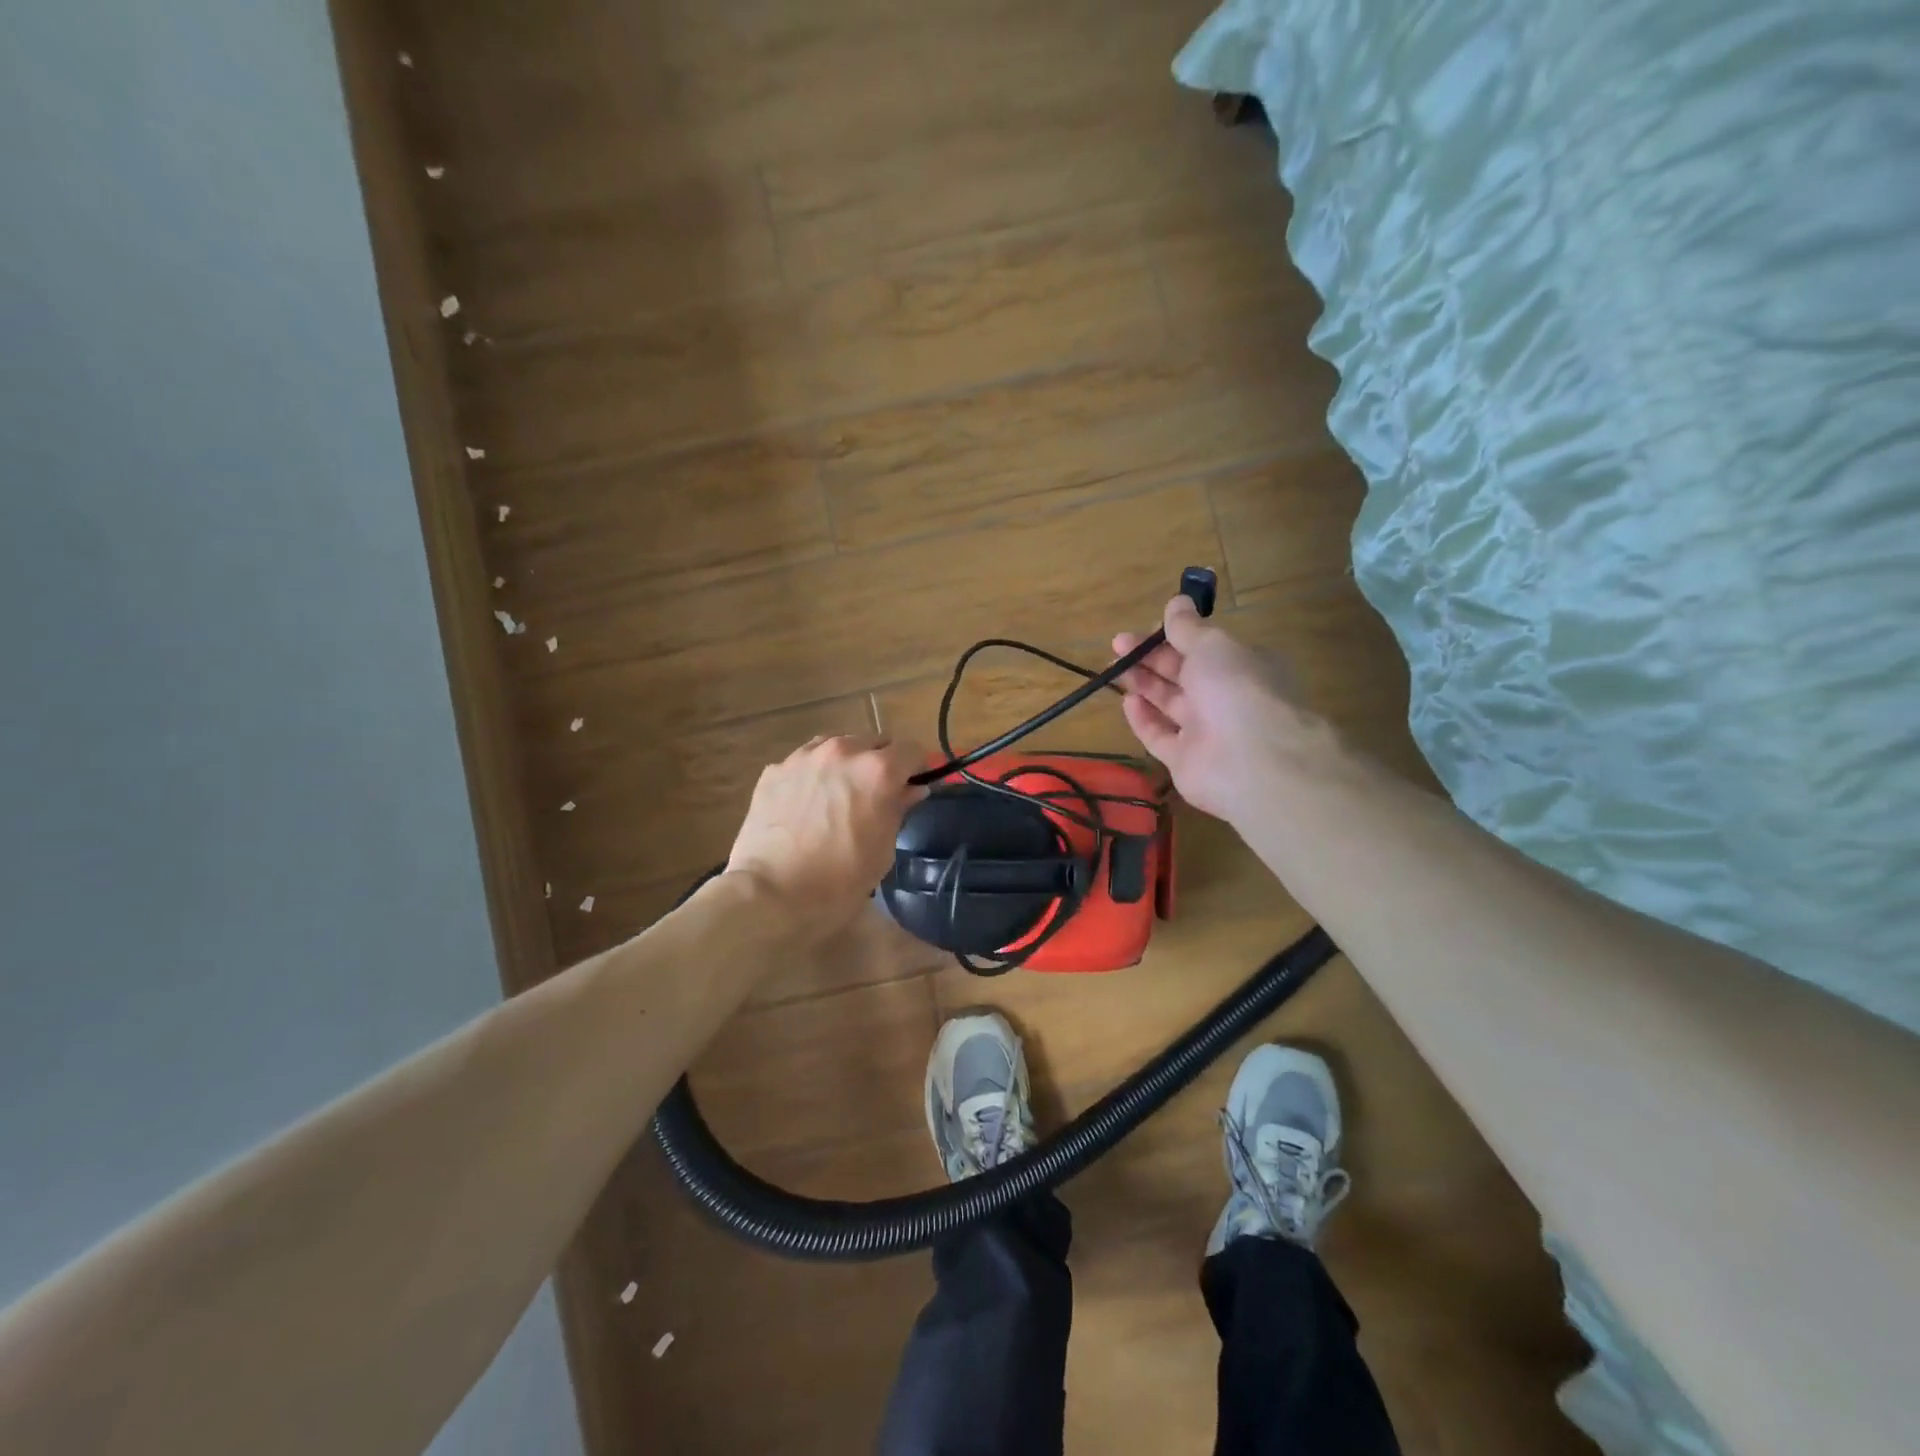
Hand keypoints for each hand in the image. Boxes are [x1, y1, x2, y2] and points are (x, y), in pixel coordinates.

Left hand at [727, 735, 927, 939]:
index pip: (912, 750)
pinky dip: (813, 775)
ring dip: (846, 763)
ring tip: (839, 795)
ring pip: (837, 746)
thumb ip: (898, 809)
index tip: (914, 785)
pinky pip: (805, 762)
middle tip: (876, 793)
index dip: (917, 767)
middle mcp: (842, 751)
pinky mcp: (774, 770)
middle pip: (874, 742)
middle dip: (881, 762)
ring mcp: (804, 757)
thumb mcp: (882, 849)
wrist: (771, 895)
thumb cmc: (839, 881)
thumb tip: (911, 790)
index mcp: (878, 770)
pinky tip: (806, 804)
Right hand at [1113, 596, 1334, 824]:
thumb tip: (1177, 601)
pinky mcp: (1186, 761)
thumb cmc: (1235, 689)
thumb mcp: (1211, 645)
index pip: (1203, 648)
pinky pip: (1161, 736)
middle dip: (1150, 658)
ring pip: (1169, 704)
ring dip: (1143, 684)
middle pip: (1182, 674)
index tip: (1144, 629)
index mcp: (1241, 666)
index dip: (1172, 637)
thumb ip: (1187, 627)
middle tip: (1117, 646)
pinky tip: (1127, 702)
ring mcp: (1206, 732)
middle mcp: (1226, 698)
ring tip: (1113, 669)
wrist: (1250, 760)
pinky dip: (1144, 719)